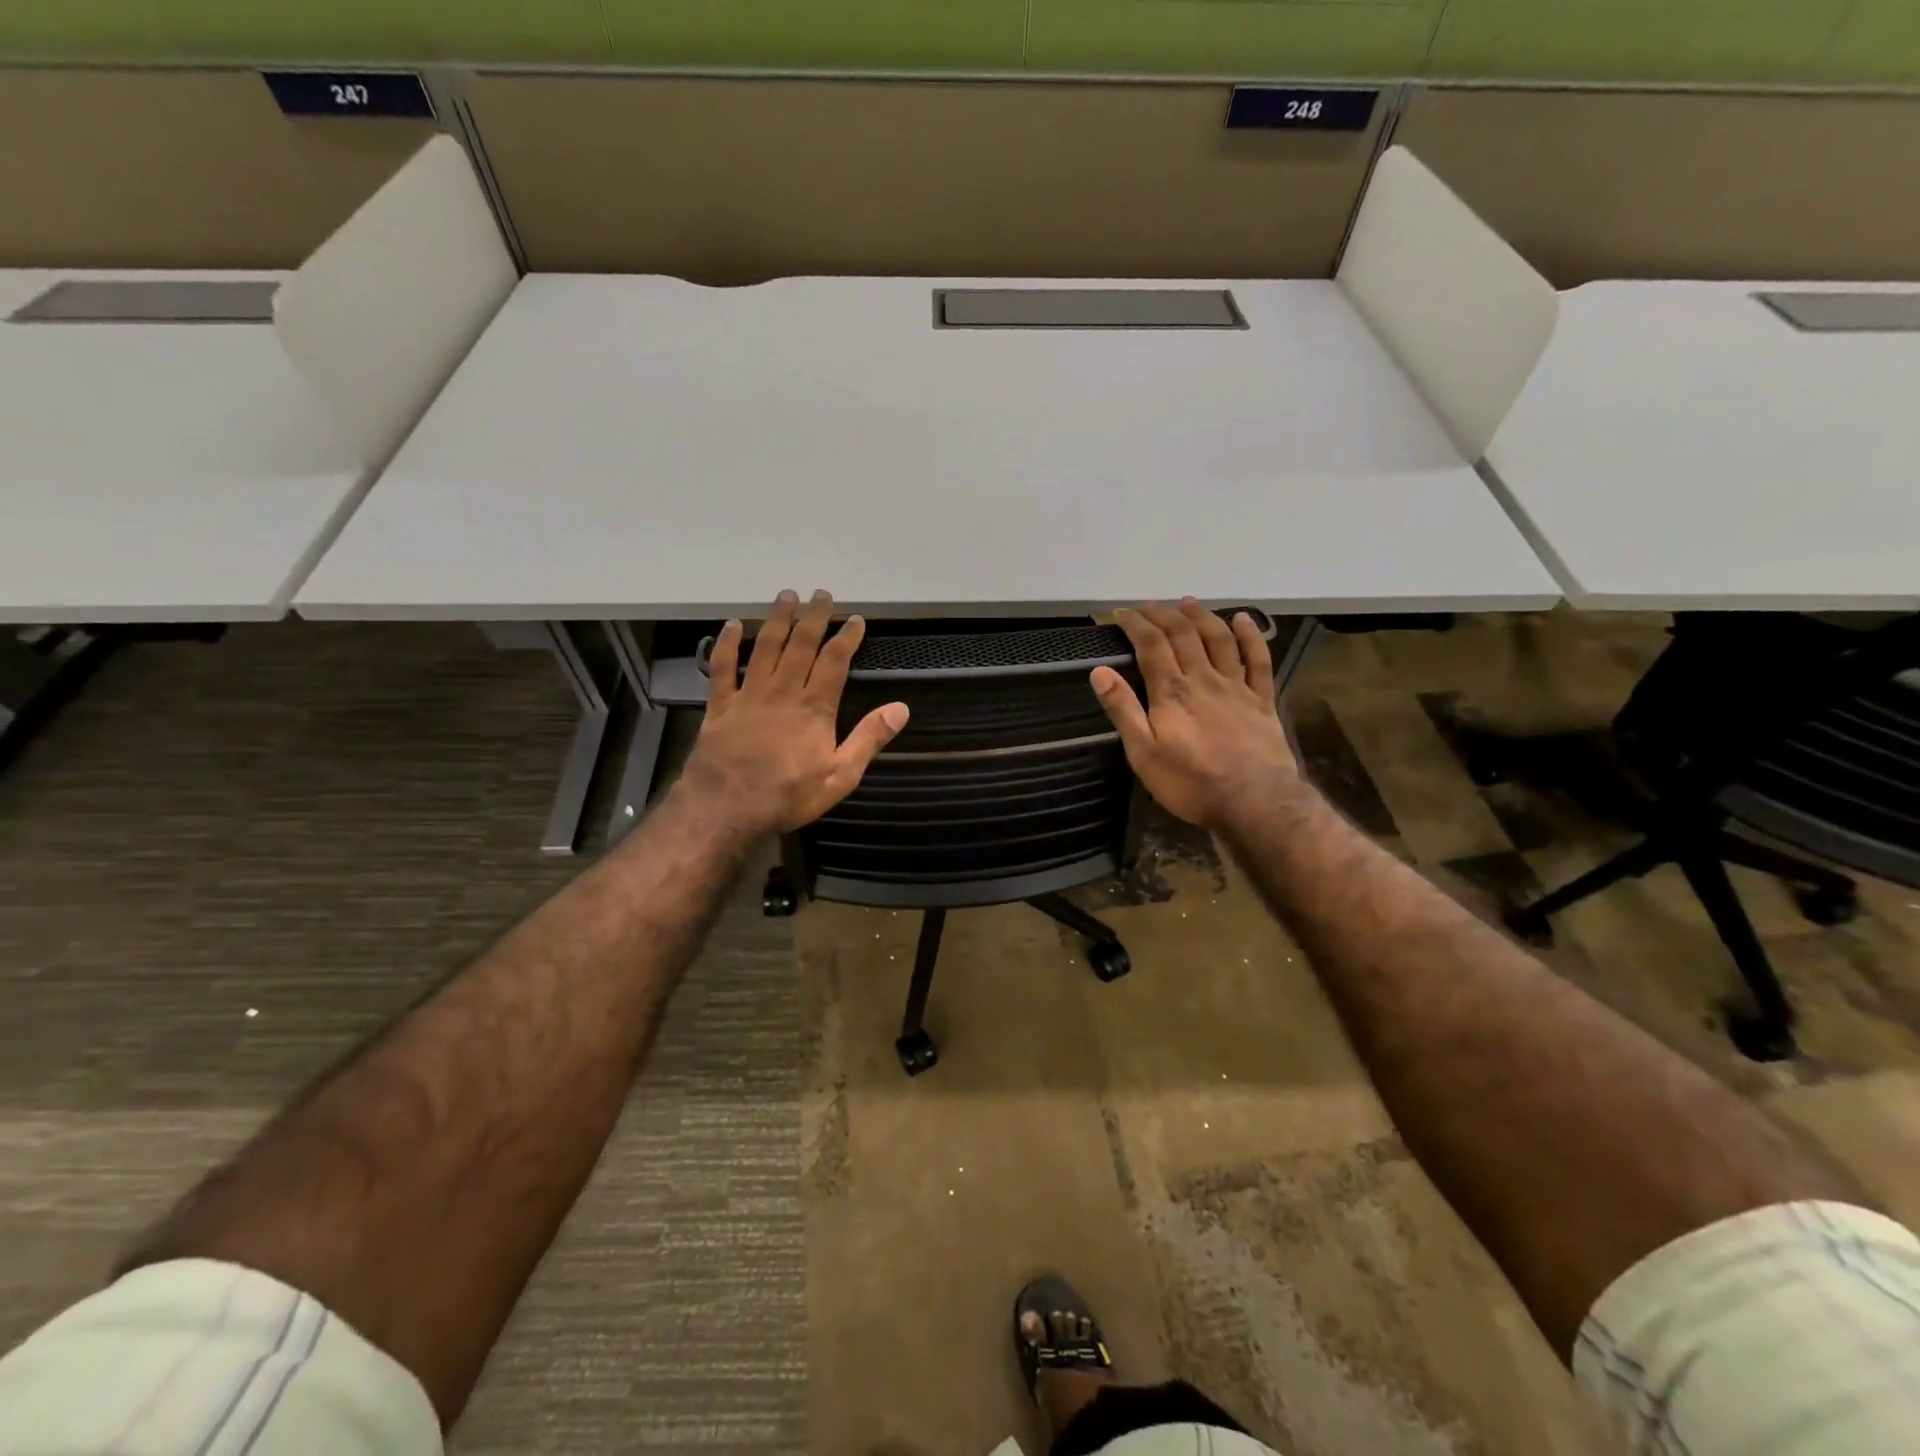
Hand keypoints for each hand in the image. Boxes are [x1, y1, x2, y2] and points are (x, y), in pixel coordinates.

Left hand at [678, 590, 908, 838]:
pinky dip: (727, 644)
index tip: (856, 619)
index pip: (834, 662)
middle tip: (821, 594)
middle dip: (814, 618)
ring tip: (787, 596)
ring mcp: (749, 695)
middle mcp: (783, 691)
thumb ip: (869, 739)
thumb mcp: (840, 776)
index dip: (846, 638)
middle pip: (801, 645)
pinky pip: (723, 668)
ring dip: (777, 620)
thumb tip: (901, 708)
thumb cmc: (788, 795)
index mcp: (815, 707)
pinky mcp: (721, 705)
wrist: (726, 808)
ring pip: (765, 648)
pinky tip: (733, 625)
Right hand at [1091, 599, 1299, 831]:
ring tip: (1188, 602)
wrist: (1255, 802)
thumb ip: (1123, 710)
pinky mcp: (1262, 700)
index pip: (1151, 645)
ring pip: (1219, 639)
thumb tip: (1099, 671)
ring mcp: (1236, 687)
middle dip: (1163, 614)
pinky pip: (1258, 659)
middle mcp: (1204, 679)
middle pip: (1183, 634)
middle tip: (1149, 606)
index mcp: (1171, 692)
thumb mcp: (1143, 753)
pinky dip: (1250, 635)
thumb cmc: (1190, 783)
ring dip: (1202, 616)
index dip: (1135, 624)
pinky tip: (1243, 620)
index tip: (1120, 613)